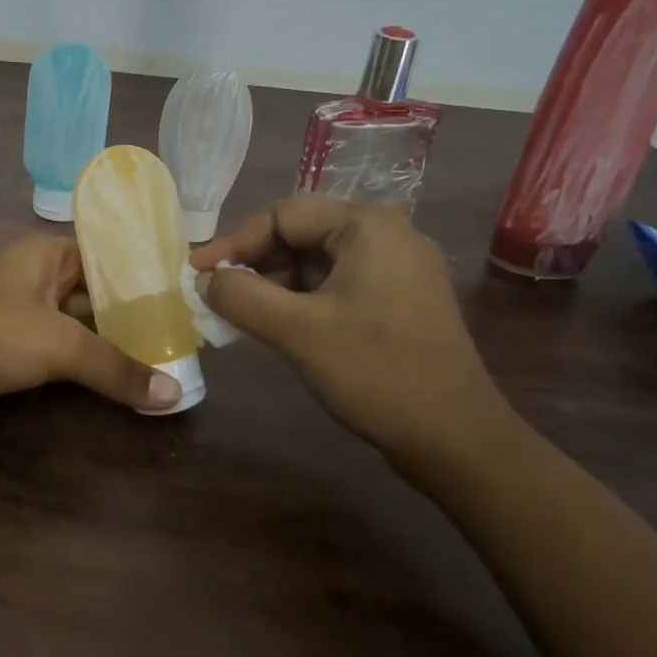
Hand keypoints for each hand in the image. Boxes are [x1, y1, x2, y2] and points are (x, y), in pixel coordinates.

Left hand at [0, 236, 184, 422]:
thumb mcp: (60, 346)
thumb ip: (116, 367)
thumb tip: (173, 393)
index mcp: (47, 254)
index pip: (108, 255)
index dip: (145, 277)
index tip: (183, 301)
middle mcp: (33, 273)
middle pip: (93, 292)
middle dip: (130, 317)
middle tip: (178, 340)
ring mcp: (14, 307)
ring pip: (72, 322)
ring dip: (104, 343)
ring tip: (155, 362)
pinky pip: (50, 345)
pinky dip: (76, 361)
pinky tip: (106, 379)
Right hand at [190, 197, 513, 465]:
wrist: (458, 441)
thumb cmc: (376, 373)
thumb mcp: (296, 331)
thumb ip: (240, 296)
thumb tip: (204, 278)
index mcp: (367, 226)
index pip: (282, 215)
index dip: (234, 242)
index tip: (197, 272)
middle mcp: (387, 234)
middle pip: (300, 234)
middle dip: (254, 263)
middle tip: (216, 293)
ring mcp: (398, 267)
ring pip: (316, 261)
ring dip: (275, 284)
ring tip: (239, 313)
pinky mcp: (400, 298)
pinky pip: (337, 283)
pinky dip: (302, 299)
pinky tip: (277, 325)